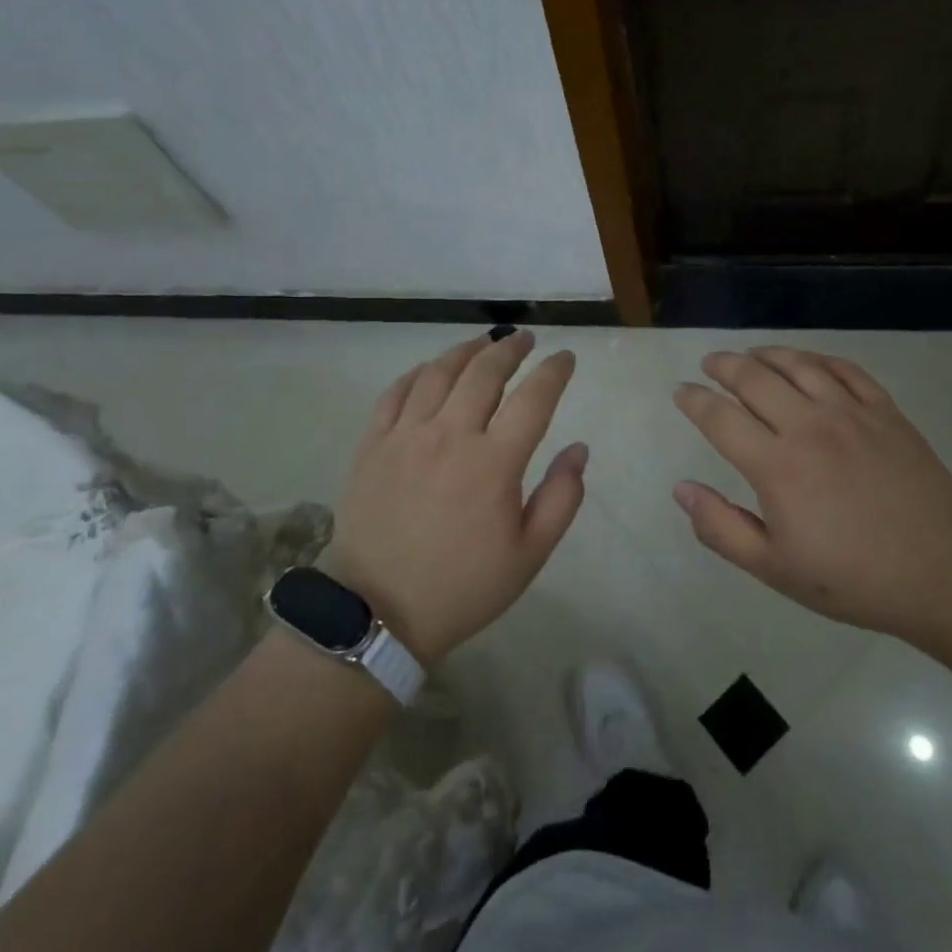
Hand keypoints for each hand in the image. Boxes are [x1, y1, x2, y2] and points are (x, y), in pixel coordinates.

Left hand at [329, 331, 585, 660]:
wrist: (378, 612)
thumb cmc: (463, 586)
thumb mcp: (529, 555)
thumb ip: (562, 498)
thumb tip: (578, 449)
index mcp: (493, 462)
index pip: (533, 398)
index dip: (554, 372)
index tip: (565, 358)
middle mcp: (450, 435)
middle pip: (484, 372)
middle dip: (510, 349)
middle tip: (525, 339)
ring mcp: (405, 436)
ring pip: (439, 373)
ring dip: (466, 351)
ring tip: (484, 343)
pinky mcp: (372, 445)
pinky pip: (395, 393)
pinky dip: (418, 373)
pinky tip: (431, 370)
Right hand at [672, 347, 951, 638]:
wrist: (940, 571)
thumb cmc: (851, 577)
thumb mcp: (774, 568)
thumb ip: (721, 527)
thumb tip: (682, 489)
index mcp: (777, 466)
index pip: (720, 418)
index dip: (694, 400)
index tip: (681, 392)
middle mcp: (809, 427)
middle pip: (754, 378)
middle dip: (723, 365)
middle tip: (709, 363)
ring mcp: (851, 414)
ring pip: (798, 365)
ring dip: (767, 354)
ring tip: (751, 355)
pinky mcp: (885, 412)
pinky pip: (845, 370)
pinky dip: (818, 359)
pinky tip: (807, 362)